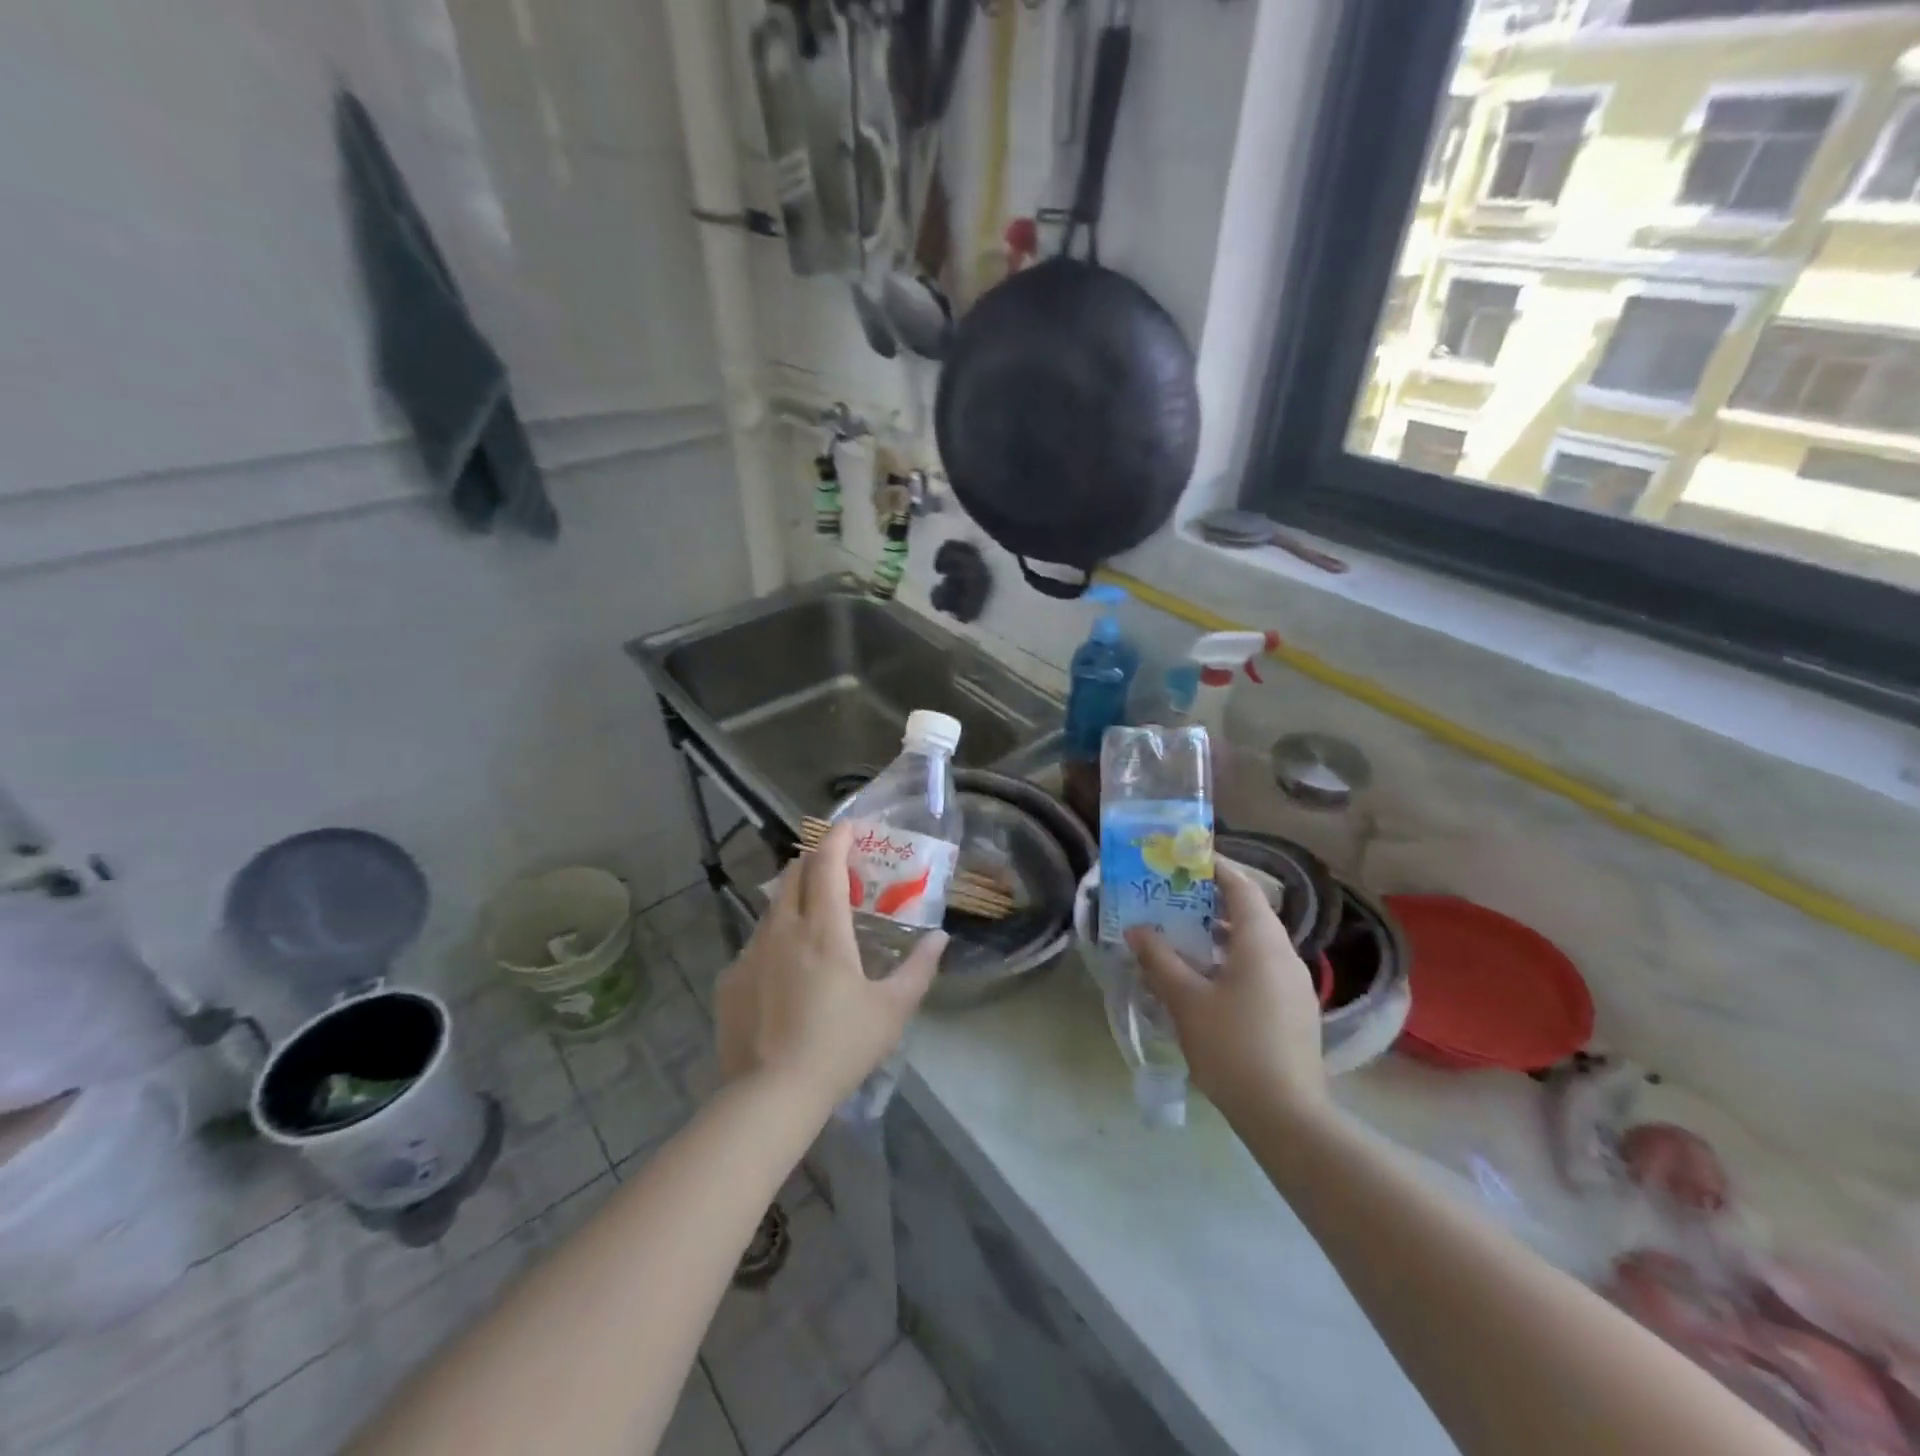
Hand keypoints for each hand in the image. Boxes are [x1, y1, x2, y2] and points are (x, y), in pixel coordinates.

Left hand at [714, 823, 946, 1109]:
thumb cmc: (840, 1047)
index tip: (849, 825)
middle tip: (835, 866)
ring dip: (794, 898)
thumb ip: (919, 969)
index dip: (838, 838)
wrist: (770, 1095)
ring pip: (772, 908)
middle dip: (814, 860)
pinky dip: (775, 939)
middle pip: (793, 875)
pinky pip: (755, 944)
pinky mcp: (730, 979)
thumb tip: (939, 939)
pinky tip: (785, 970)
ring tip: (813, 916)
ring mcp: (750, 953)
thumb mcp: (892, 1010)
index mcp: (823, 930)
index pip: (826, 865)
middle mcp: (782, 930)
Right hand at [1125, 861, 1327, 1124]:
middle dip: (1211, 901)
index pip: (1240, 887)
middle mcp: (1285, 955)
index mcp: (1261, 942)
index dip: (1214, 867)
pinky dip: (1233, 960)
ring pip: (1255, 943)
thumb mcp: (1185, 999)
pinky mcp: (1295, 1011)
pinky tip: (1206, 980)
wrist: (1286, 1115)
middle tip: (1173, 898)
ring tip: (1183, 937)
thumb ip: (1159, 959)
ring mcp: (1295, 985)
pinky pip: (1261, 968)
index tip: (1184, 859)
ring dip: (1220, 934)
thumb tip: (1137, 929)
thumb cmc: (1232, 1046)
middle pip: (1249, 913)